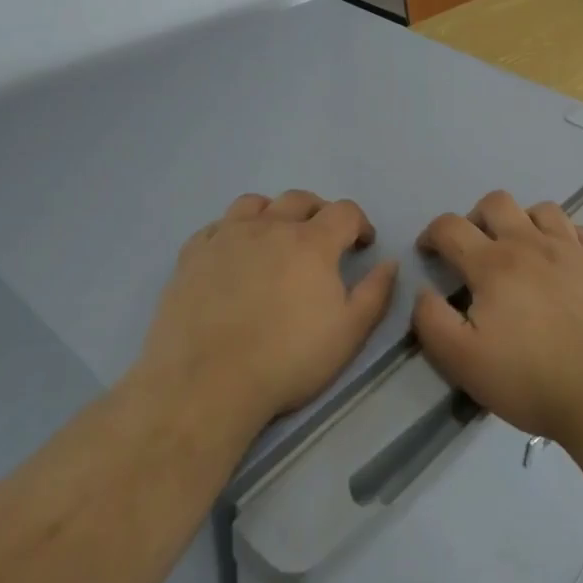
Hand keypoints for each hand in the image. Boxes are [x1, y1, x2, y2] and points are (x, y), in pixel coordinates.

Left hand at [136, 191, 396, 433]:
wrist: (206, 383)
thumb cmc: (287, 359)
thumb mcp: (349, 333)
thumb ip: (376, 293)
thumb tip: (390, 262)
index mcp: (312, 241)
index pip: (344, 211)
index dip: (359, 224)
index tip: (362, 244)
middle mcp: (270, 226)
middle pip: (300, 199)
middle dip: (319, 212)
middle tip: (322, 240)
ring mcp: (226, 236)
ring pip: (254, 203)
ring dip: (273, 213)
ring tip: (275, 238)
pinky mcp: (192, 254)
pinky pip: (216, 226)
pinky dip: (232, 232)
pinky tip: (233, 256)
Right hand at [411, 191, 582, 444]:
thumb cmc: (530, 379)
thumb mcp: (462, 361)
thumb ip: (432, 321)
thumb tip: (423, 292)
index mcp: (491, 264)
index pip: (450, 227)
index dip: (431, 234)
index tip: (428, 252)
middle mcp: (528, 243)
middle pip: (495, 203)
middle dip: (475, 218)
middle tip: (474, 249)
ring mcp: (569, 249)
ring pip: (540, 209)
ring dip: (521, 221)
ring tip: (519, 250)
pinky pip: (577, 230)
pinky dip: (561, 236)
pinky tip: (559, 260)